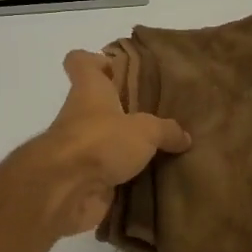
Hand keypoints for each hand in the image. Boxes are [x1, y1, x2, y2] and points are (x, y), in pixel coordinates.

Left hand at [29, 51, 191, 236]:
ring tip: (166, 148)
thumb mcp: (145, 130)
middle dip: (127, 109)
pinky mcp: (86, 179)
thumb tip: (185, 136)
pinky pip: (112, 174)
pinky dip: (130, 177)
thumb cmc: (100, 141)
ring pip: (107, 141)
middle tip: (161, 113)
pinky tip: (157, 179)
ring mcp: (81, 150)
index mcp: (89, 91)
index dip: (96, 60)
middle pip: (100, 104)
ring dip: (130, 147)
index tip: (119, 68)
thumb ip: (166, 130)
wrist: (66, 190)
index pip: (80, 62)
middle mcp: (82, 116)